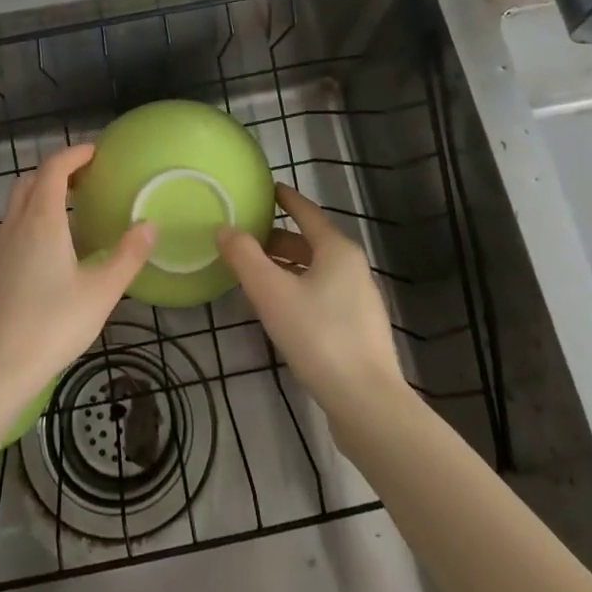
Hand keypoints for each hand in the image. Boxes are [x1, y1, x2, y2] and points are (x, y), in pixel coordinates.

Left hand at [0, 145, 156, 407]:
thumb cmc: (53, 325)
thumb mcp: (101, 292)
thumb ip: (128, 255)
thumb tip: (149, 224)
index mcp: (41, 220)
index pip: (53, 168)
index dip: (74, 154)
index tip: (95, 152)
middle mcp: (14, 224)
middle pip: (30, 180)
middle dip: (56, 171)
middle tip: (86, 179)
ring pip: (16, 204)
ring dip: (41, 194)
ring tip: (71, 211)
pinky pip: (10, 226)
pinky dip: (30, 218)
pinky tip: (48, 248)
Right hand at [216, 185, 403, 419]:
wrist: (366, 402)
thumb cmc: (318, 336)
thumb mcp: (271, 293)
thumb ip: (245, 257)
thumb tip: (224, 228)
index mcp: (337, 250)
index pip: (307, 213)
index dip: (285, 199)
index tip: (266, 189)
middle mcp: (353, 268)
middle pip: (311, 243)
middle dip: (278, 239)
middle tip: (245, 239)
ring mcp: (359, 300)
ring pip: (316, 271)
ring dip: (286, 267)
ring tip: (254, 274)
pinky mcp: (357, 330)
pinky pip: (322, 295)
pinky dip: (298, 290)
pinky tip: (279, 309)